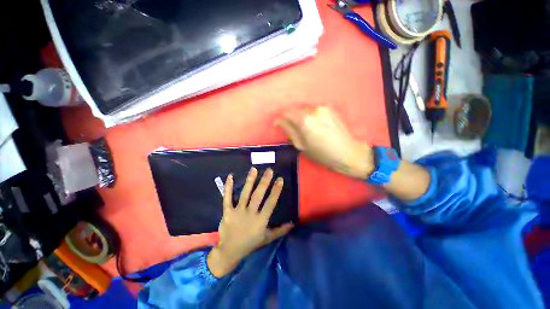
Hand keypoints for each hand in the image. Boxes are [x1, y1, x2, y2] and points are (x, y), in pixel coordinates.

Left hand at [207, 168, 293, 277]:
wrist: (230, 251)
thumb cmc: (251, 243)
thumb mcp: (267, 238)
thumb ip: (280, 230)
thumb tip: (292, 223)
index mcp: (261, 220)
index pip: (270, 203)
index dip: (276, 190)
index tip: (280, 179)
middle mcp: (250, 213)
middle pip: (258, 195)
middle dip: (264, 182)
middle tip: (269, 170)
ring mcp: (238, 212)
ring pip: (245, 194)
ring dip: (250, 181)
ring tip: (254, 169)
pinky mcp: (227, 212)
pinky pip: (227, 198)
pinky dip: (228, 187)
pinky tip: (230, 176)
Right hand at [277, 106, 372, 178]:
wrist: (348, 152)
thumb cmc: (322, 154)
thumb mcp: (301, 146)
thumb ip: (289, 131)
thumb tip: (279, 121)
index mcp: (305, 120)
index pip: (287, 113)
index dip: (281, 119)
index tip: (278, 126)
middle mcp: (314, 110)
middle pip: (295, 110)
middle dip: (290, 118)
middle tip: (291, 129)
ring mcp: (323, 108)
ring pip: (305, 110)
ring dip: (300, 117)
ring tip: (304, 129)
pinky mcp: (330, 109)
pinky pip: (313, 111)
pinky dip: (309, 116)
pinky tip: (314, 126)